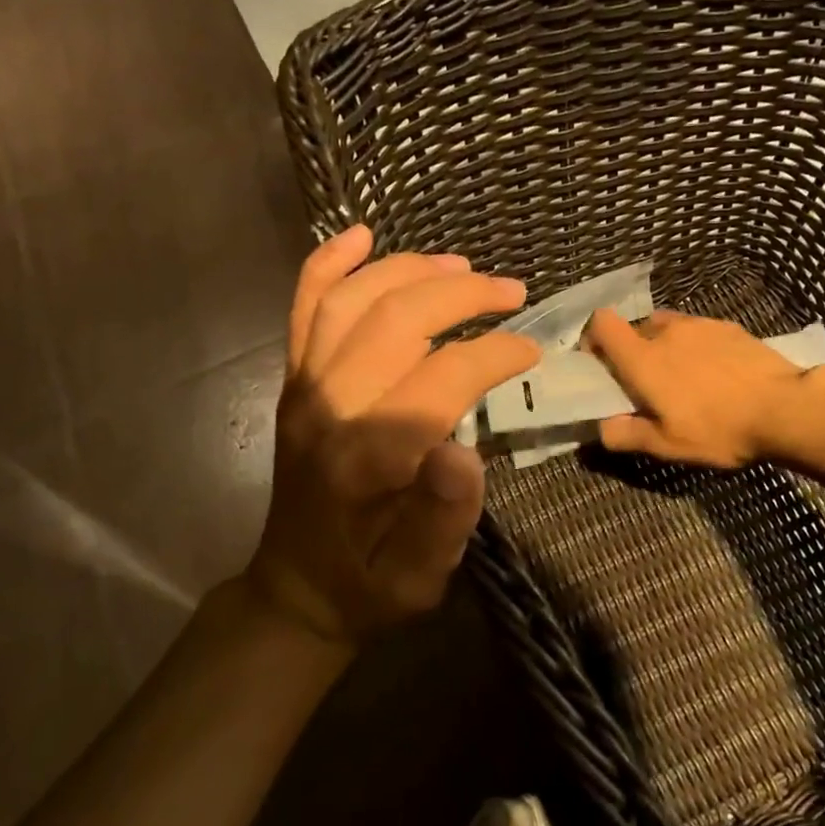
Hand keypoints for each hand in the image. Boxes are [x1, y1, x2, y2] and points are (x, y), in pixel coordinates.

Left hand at [248, 226, 539, 642]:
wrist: (296, 589)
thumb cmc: (369, 584)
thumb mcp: (420, 578)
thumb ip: (443, 519)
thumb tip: (462, 451)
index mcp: (367, 458)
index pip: (441, 378)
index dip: (493, 354)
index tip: (531, 351)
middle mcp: (328, 408)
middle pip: (393, 320)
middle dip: (460, 294)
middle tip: (510, 290)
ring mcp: (303, 388)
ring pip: (348, 301)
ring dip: (407, 269)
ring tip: (461, 265)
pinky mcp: (293, 381)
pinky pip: (304, 309)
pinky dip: (329, 264)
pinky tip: (360, 236)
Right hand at [584, 308, 804, 468]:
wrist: (785, 408)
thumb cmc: (719, 428)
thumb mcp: (668, 445)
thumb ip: (627, 435)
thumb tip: (602, 428)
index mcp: (643, 358)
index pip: (603, 323)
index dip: (593, 337)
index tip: (599, 362)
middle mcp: (667, 332)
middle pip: (635, 328)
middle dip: (633, 350)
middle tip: (646, 382)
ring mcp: (701, 325)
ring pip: (668, 327)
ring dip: (665, 346)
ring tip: (683, 376)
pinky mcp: (730, 327)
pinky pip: (699, 331)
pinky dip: (696, 346)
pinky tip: (715, 373)